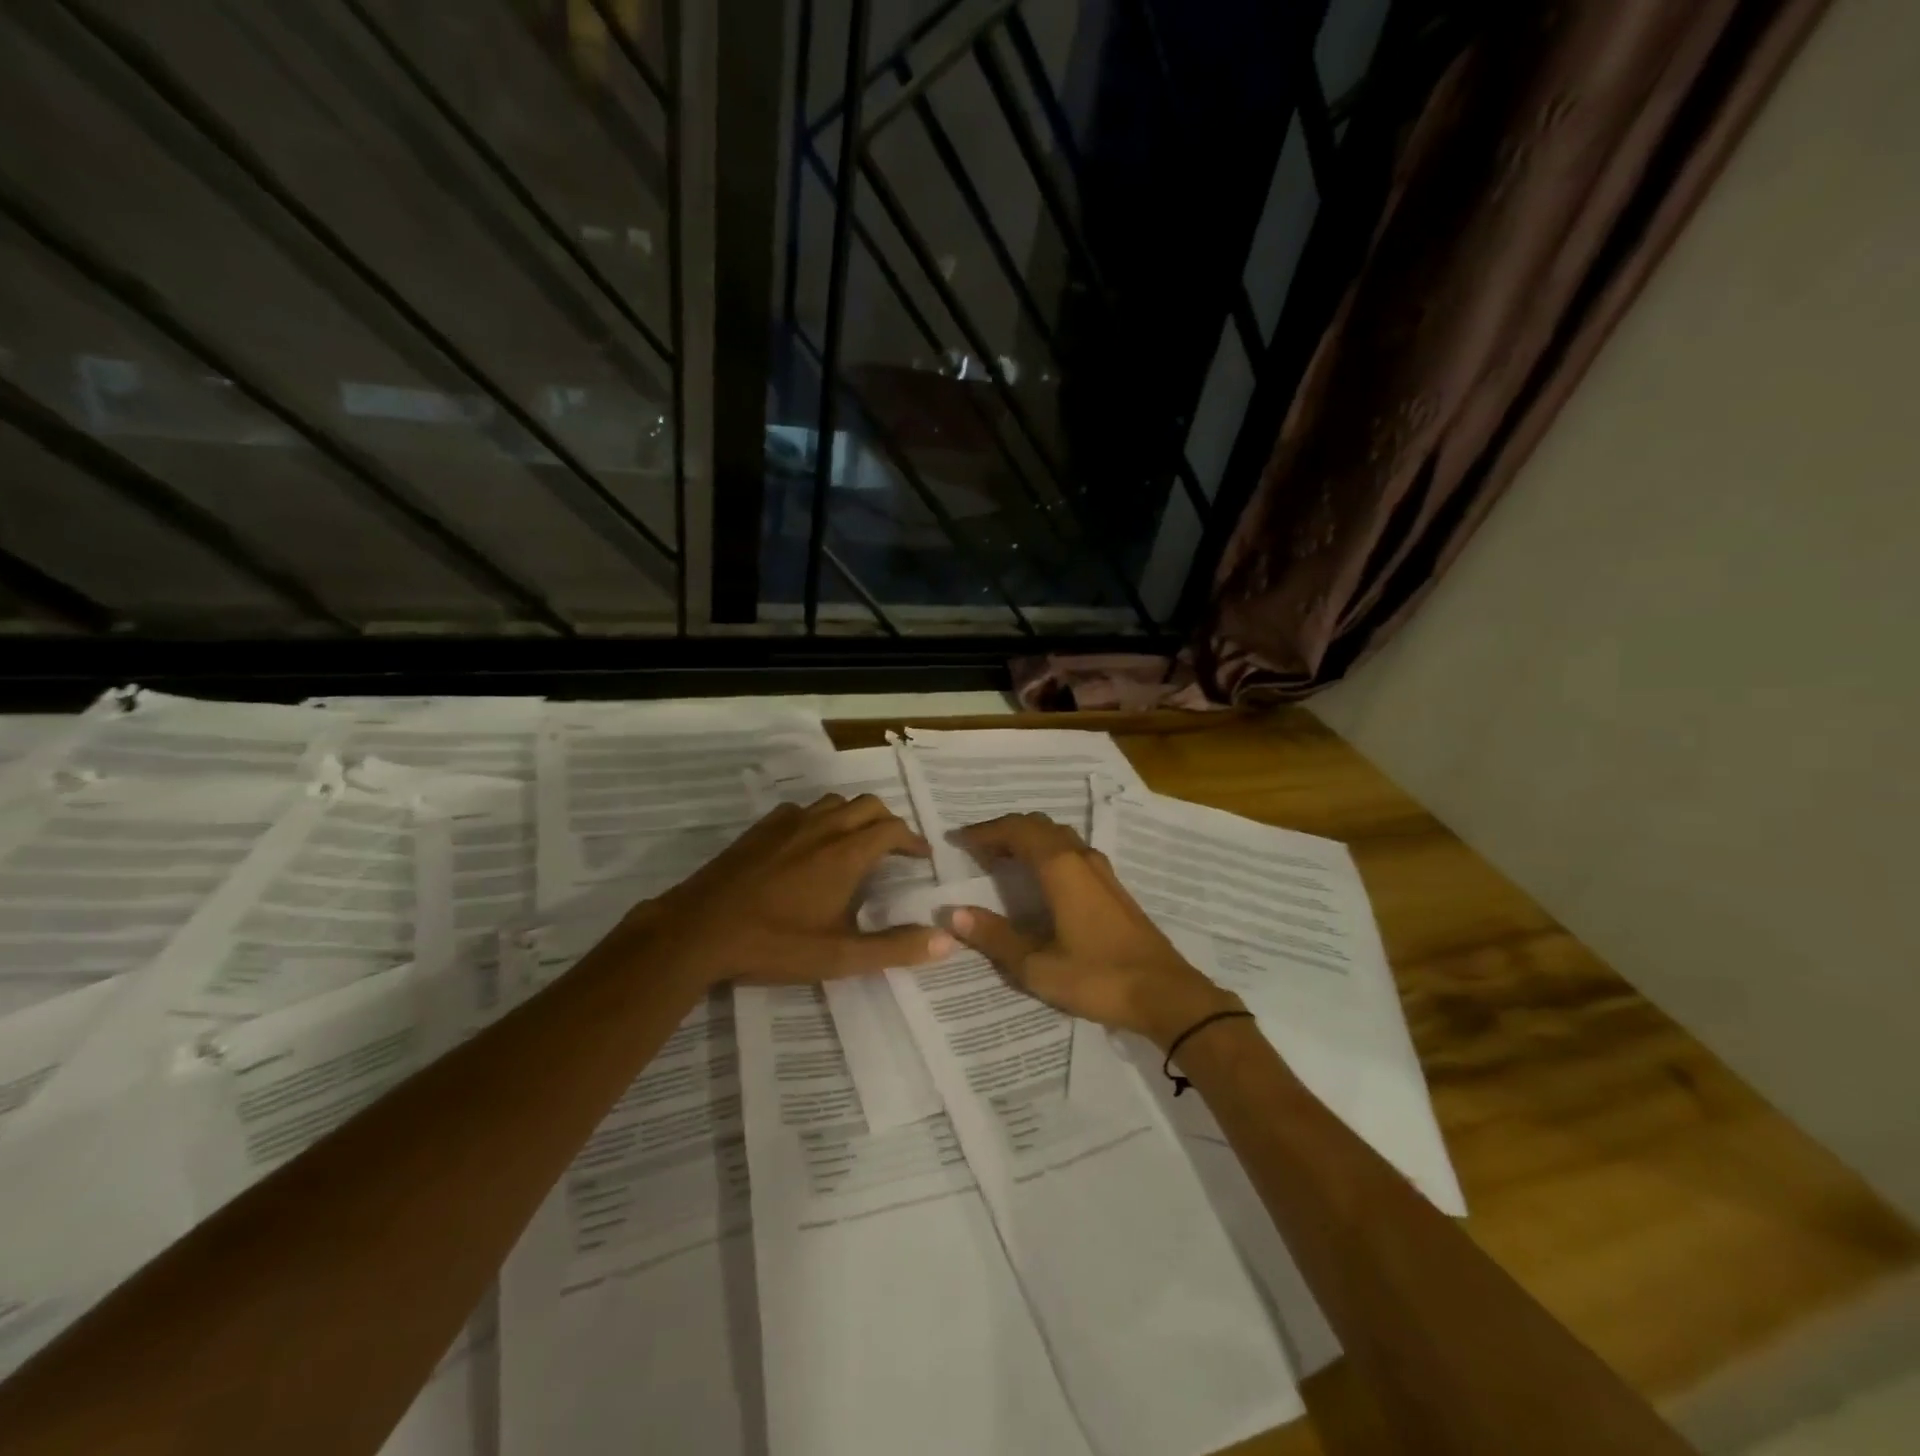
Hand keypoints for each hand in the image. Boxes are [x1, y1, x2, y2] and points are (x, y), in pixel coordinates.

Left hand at [634, 794, 954, 986]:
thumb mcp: (839, 956)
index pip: (893, 829)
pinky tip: (810, 844)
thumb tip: (946, 941)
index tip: (922, 858)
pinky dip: (819, 819)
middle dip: (889, 822)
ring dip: (855, 816)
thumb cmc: (774, 943)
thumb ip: (895, 948)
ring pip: (835, 802)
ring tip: (857, 843)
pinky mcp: (761, 828)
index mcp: (846, 853)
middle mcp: (823, 827)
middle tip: (895, 849)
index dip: (913, 841)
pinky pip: (801, 809)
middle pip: (869, 805)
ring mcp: (788, 823)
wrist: (699, 930)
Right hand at [946, 813, 1240, 1047]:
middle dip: (1005, 831)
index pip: (1017, 830)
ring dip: (1028, 840)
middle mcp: (1081, 858)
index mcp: (1060, 868)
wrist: (1165, 994)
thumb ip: (995, 937)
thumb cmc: (1098, 977)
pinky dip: (1047, 853)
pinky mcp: (1113, 888)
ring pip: (1059, 836)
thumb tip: (954, 914)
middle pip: (1038, 825)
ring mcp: (1102, 871)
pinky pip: (1072, 852)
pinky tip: (1041, 880)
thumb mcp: (1037, 965)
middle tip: (977, 850)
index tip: (958, 841)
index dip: (985, 831)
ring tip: (1003, 860)